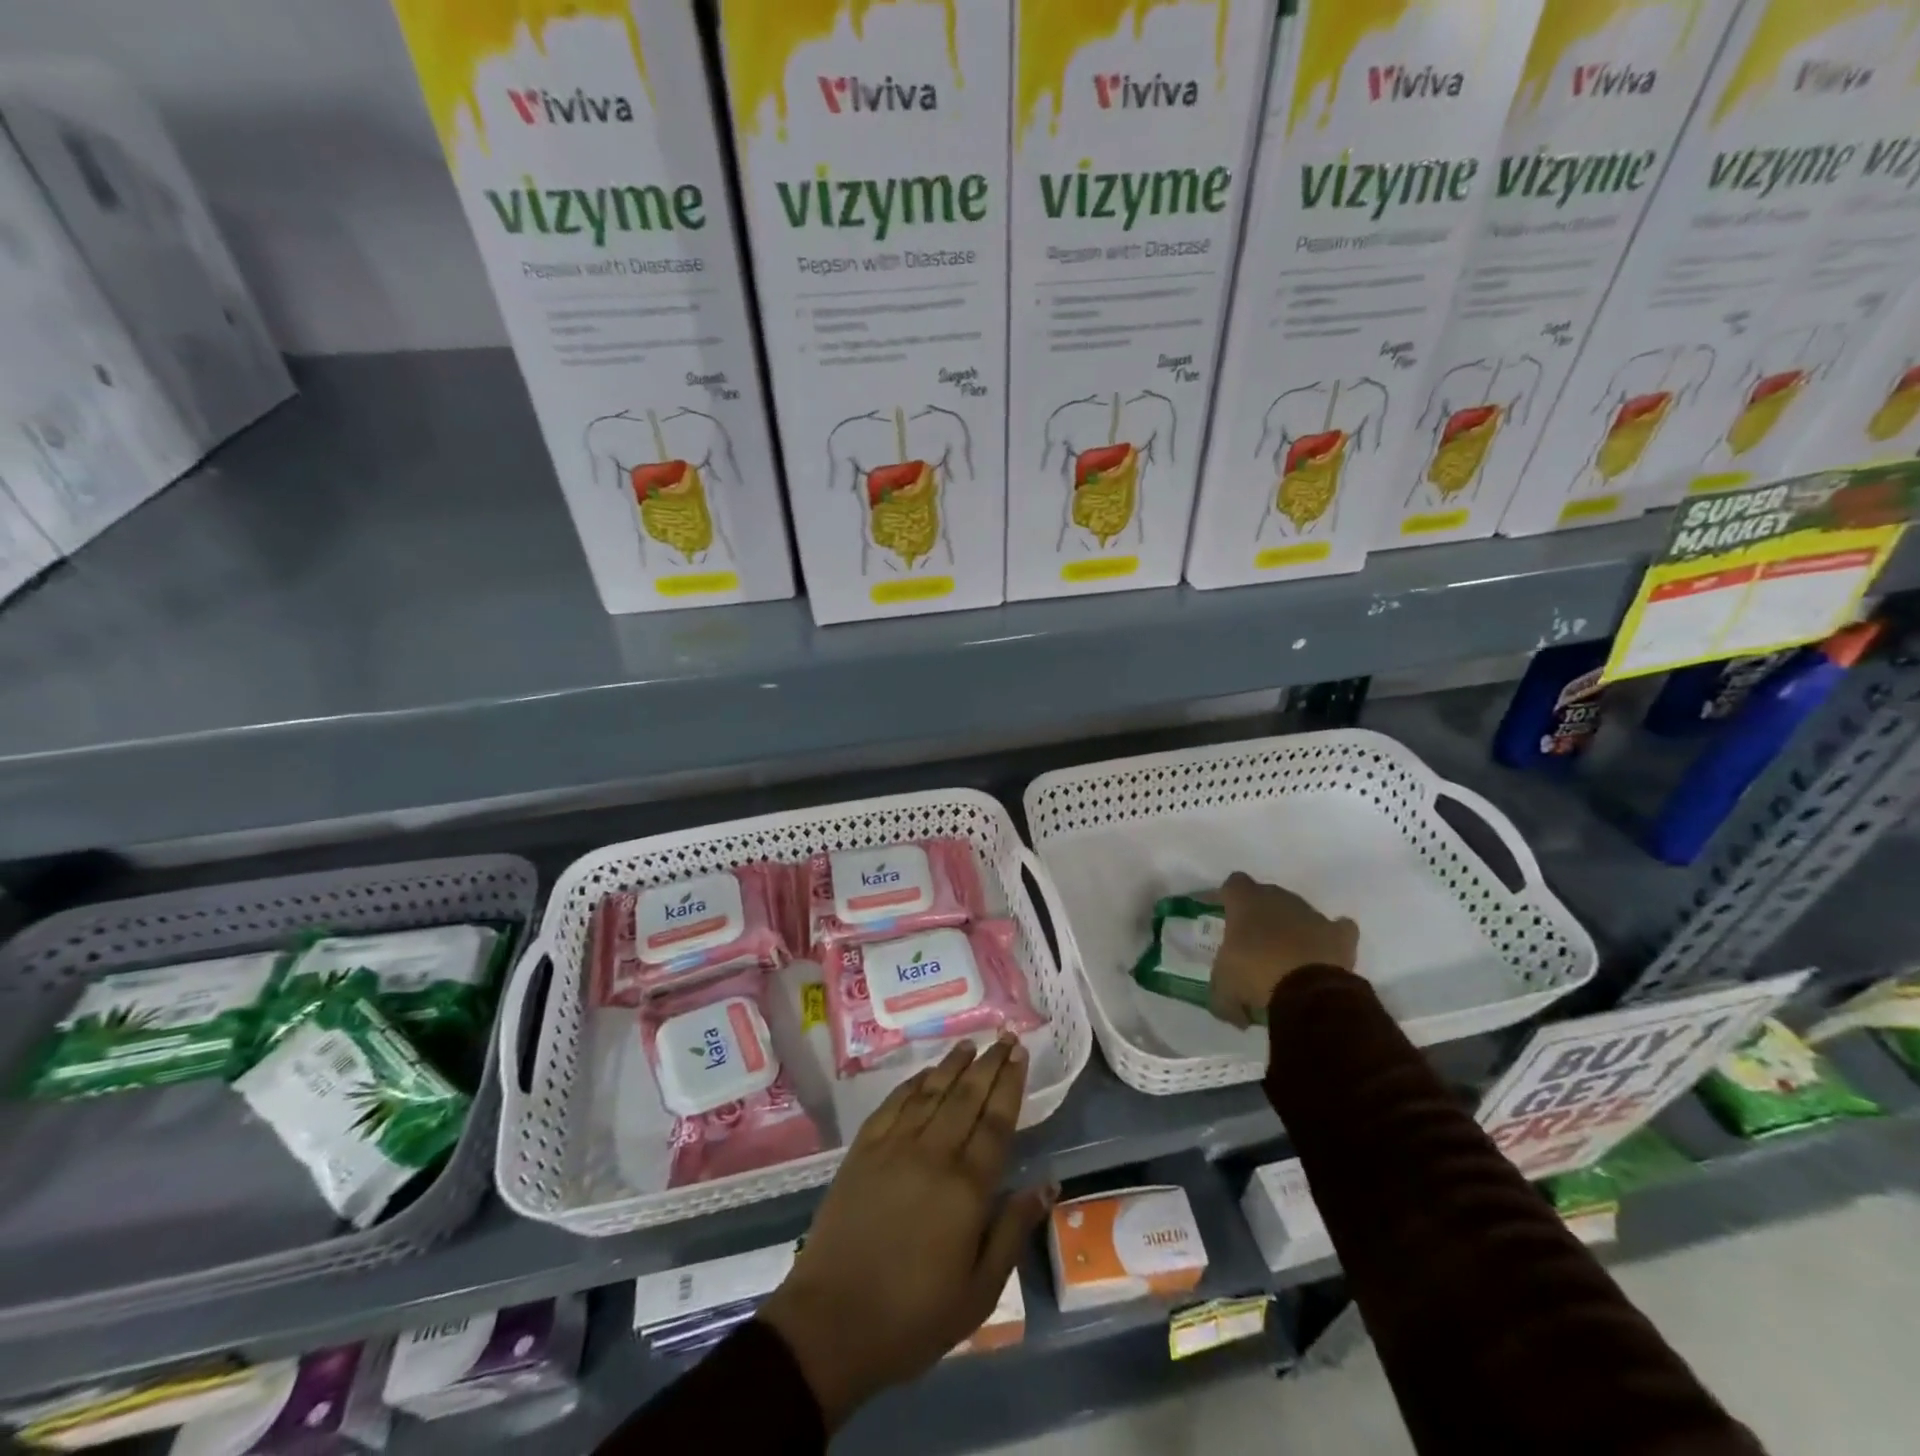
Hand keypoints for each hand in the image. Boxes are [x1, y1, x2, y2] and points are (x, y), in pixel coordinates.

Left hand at [759, 1036, 1054, 1430]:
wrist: (831, 1324)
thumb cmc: (913, 1317)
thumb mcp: (979, 1292)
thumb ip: (1013, 1230)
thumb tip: (1049, 1184)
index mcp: (966, 1188)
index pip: (996, 1121)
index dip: (1010, 1084)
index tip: (1020, 1055)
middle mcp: (933, 1154)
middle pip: (967, 1096)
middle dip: (989, 1063)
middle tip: (1005, 1037)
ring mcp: (893, 1147)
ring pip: (931, 1092)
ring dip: (952, 1065)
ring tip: (971, 1044)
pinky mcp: (862, 1150)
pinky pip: (893, 1104)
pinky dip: (913, 1083)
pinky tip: (925, 1073)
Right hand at [1209, 872, 1358, 1028]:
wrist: (1309, 993)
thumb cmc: (1255, 977)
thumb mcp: (1223, 991)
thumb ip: (1221, 995)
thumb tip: (1233, 1011)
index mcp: (1246, 902)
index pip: (1233, 884)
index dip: (1227, 897)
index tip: (1222, 912)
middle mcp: (1279, 899)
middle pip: (1267, 896)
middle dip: (1259, 915)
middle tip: (1252, 942)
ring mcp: (1312, 914)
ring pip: (1298, 913)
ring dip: (1291, 929)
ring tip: (1287, 958)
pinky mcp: (1339, 935)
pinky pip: (1337, 929)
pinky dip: (1330, 938)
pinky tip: (1323, 953)